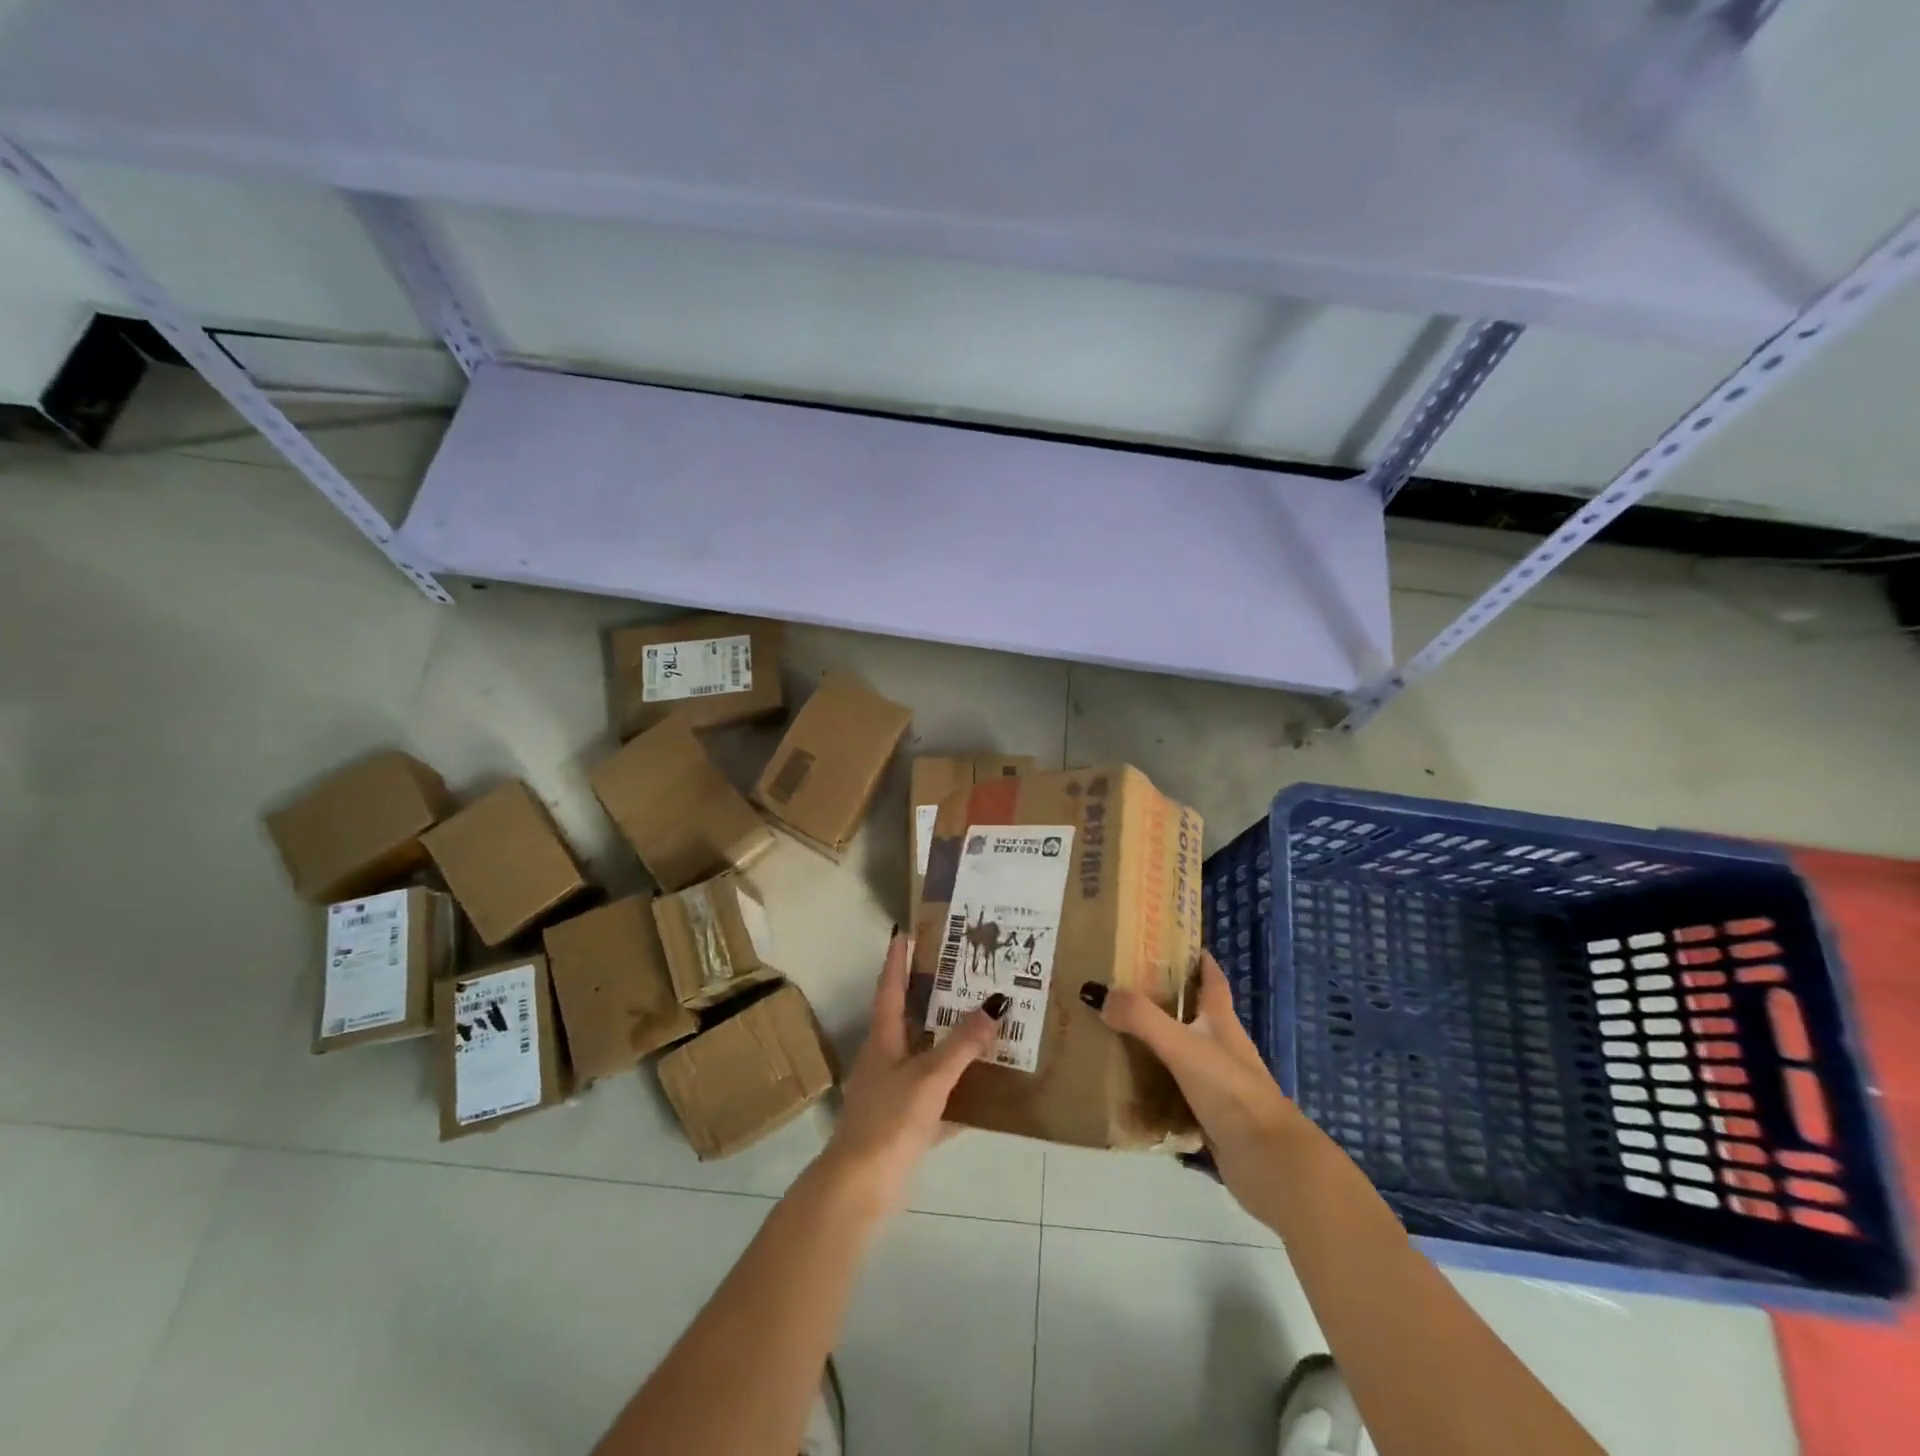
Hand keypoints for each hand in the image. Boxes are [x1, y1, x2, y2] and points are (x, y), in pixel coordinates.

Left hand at [816, 927, 1005, 1210]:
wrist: (858, 1188)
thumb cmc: (889, 1120)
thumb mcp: (929, 1077)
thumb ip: (962, 1044)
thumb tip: (996, 1002)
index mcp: (882, 1039)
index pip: (889, 987)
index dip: (897, 959)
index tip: (907, 931)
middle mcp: (884, 1059)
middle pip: (908, 1019)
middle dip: (931, 997)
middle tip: (963, 974)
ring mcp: (891, 1093)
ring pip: (924, 1058)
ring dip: (948, 1043)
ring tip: (981, 1025)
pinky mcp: (902, 1124)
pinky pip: (935, 1098)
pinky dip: (957, 1093)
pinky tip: (984, 1093)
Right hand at [1087, 951, 1307, 1224]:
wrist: (1270, 1162)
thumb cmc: (1231, 1091)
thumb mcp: (1182, 1046)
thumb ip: (1141, 1018)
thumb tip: (1097, 993)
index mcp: (1222, 1023)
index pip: (1213, 981)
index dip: (1199, 961)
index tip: (1177, 943)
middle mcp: (1223, 1048)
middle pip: (1195, 1016)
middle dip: (1165, 1002)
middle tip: (1124, 990)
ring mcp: (1220, 1085)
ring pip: (1184, 1055)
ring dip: (1158, 1045)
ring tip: (1117, 1036)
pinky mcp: (1213, 1117)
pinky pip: (1178, 1094)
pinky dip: (1157, 1089)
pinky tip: (1130, 1091)